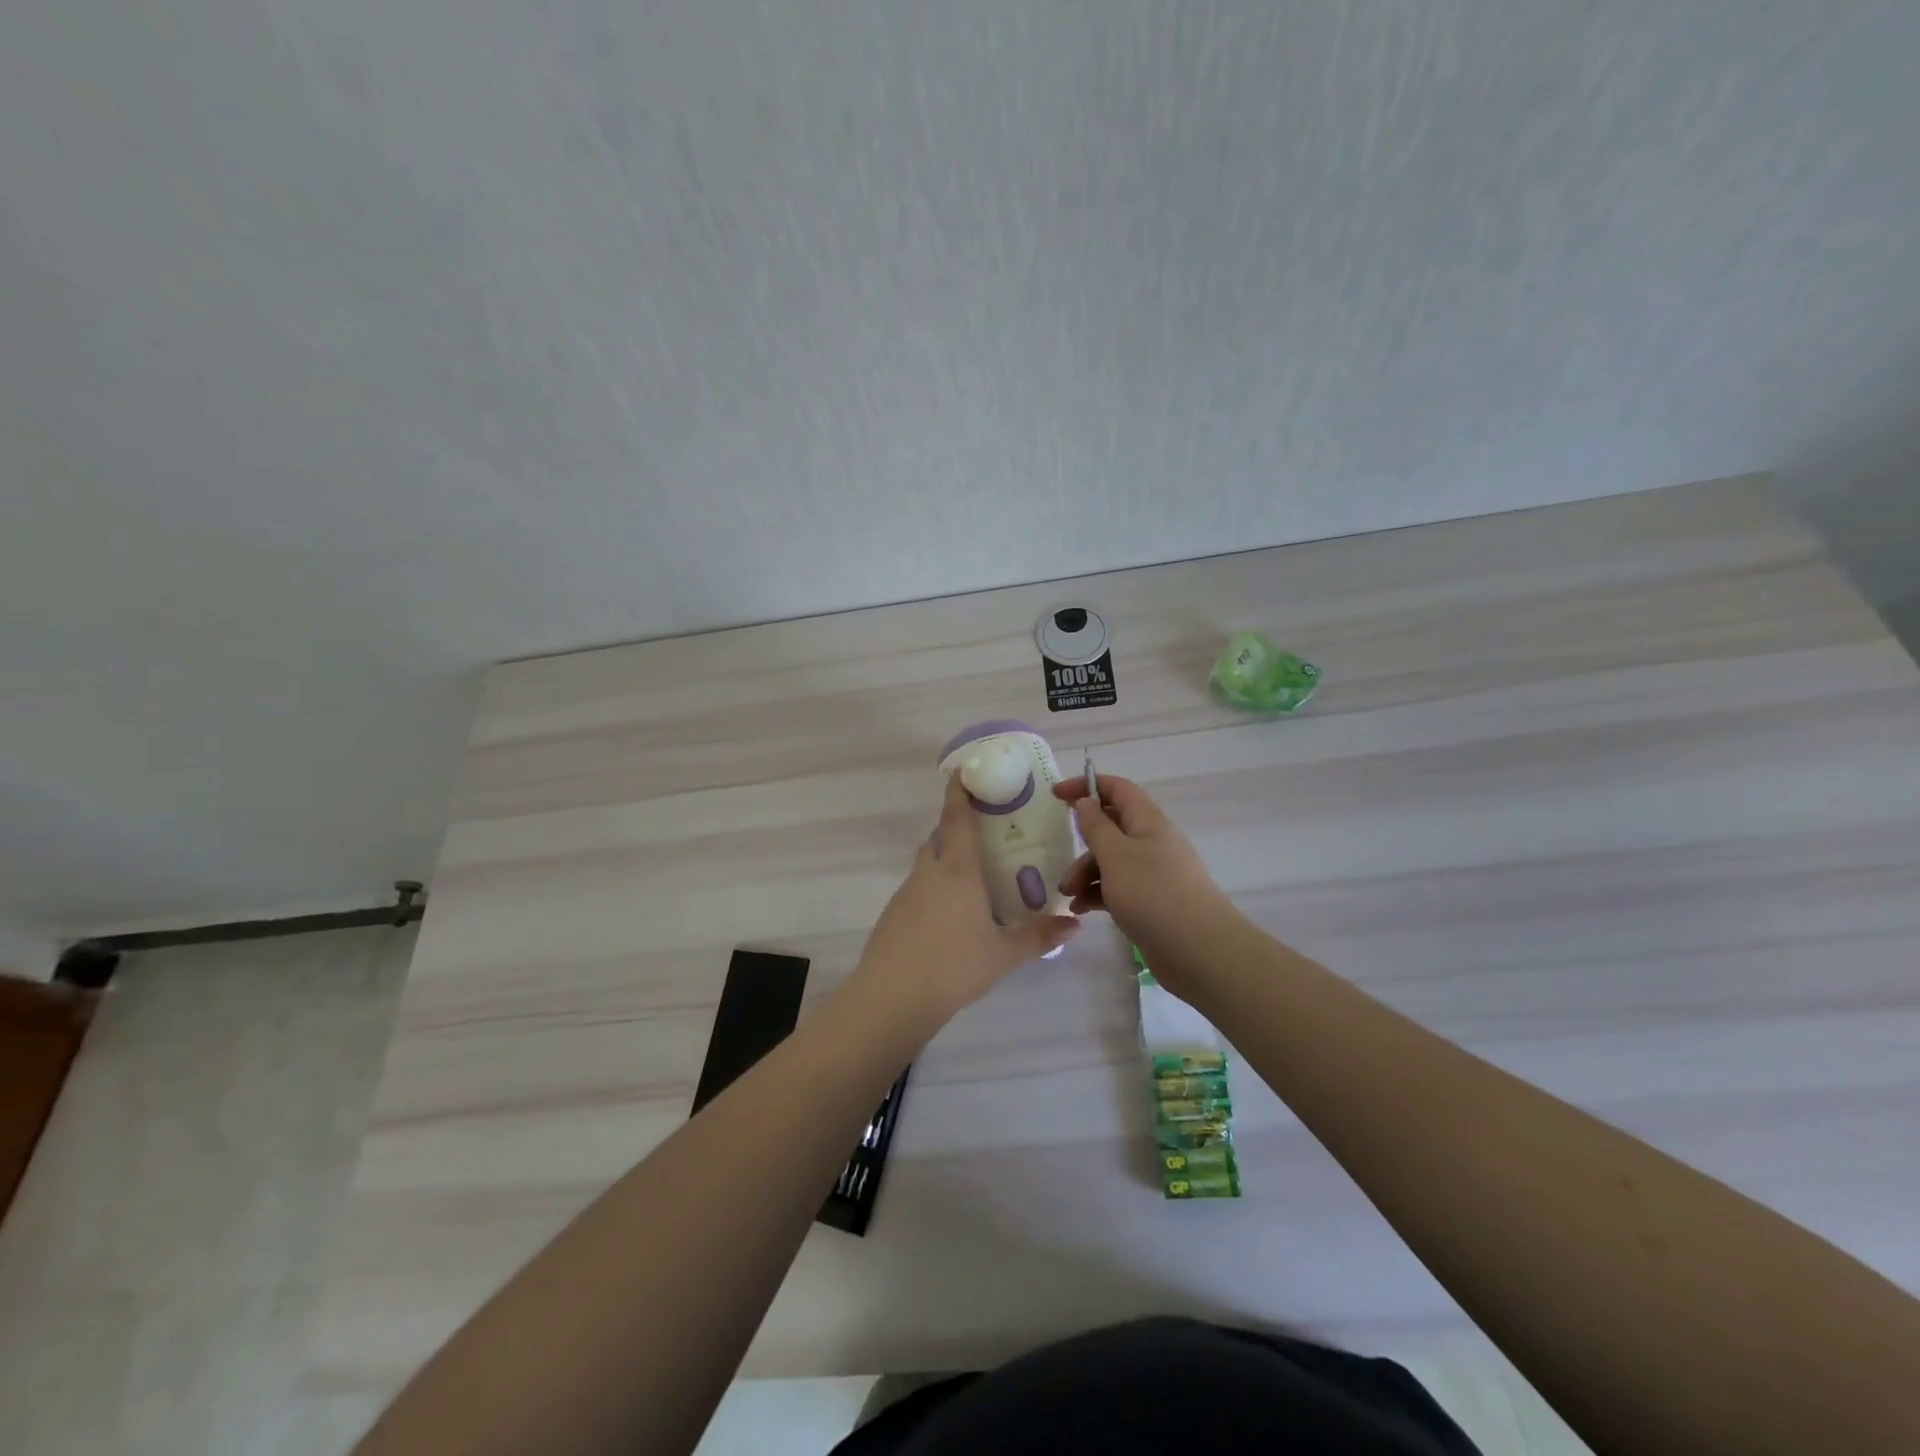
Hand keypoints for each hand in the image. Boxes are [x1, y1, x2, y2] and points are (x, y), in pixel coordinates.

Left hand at [850, 774, 1079, 1029]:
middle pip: (939, 838)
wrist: (892, 997)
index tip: (964, 772)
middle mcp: (929, 872)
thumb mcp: (1003, 953)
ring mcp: (906, 893)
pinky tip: (949, 918)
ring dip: (945, 862)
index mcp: (957, 870)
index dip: (960, 792)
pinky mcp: (893, 915)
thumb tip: (1075, 924)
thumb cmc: (954, 965)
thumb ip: (1038, 936)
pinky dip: (934, 890)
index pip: (957, 818)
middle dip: (957, 831)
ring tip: (973, 883)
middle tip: (984, 839)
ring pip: (927, 864)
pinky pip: (917, 889)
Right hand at [1052, 774, 1230, 985]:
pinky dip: (1098, 894)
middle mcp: (1152, 841)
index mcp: (1148, 821)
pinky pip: (1118, 887)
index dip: (1087, 785)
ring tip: (1069, 896)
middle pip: (1111, 827)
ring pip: (1112, 860)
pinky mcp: (1152, 901)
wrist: (1199, 950)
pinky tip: (1081, 910)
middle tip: (1060, 858)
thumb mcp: (1115, 855)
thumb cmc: (1153, 894)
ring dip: (1086, 873)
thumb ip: (1096, 826)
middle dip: (1082, 841)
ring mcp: (1154, 873)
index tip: (1056, 794)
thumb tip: (1086, 801)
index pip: (1117, 789)